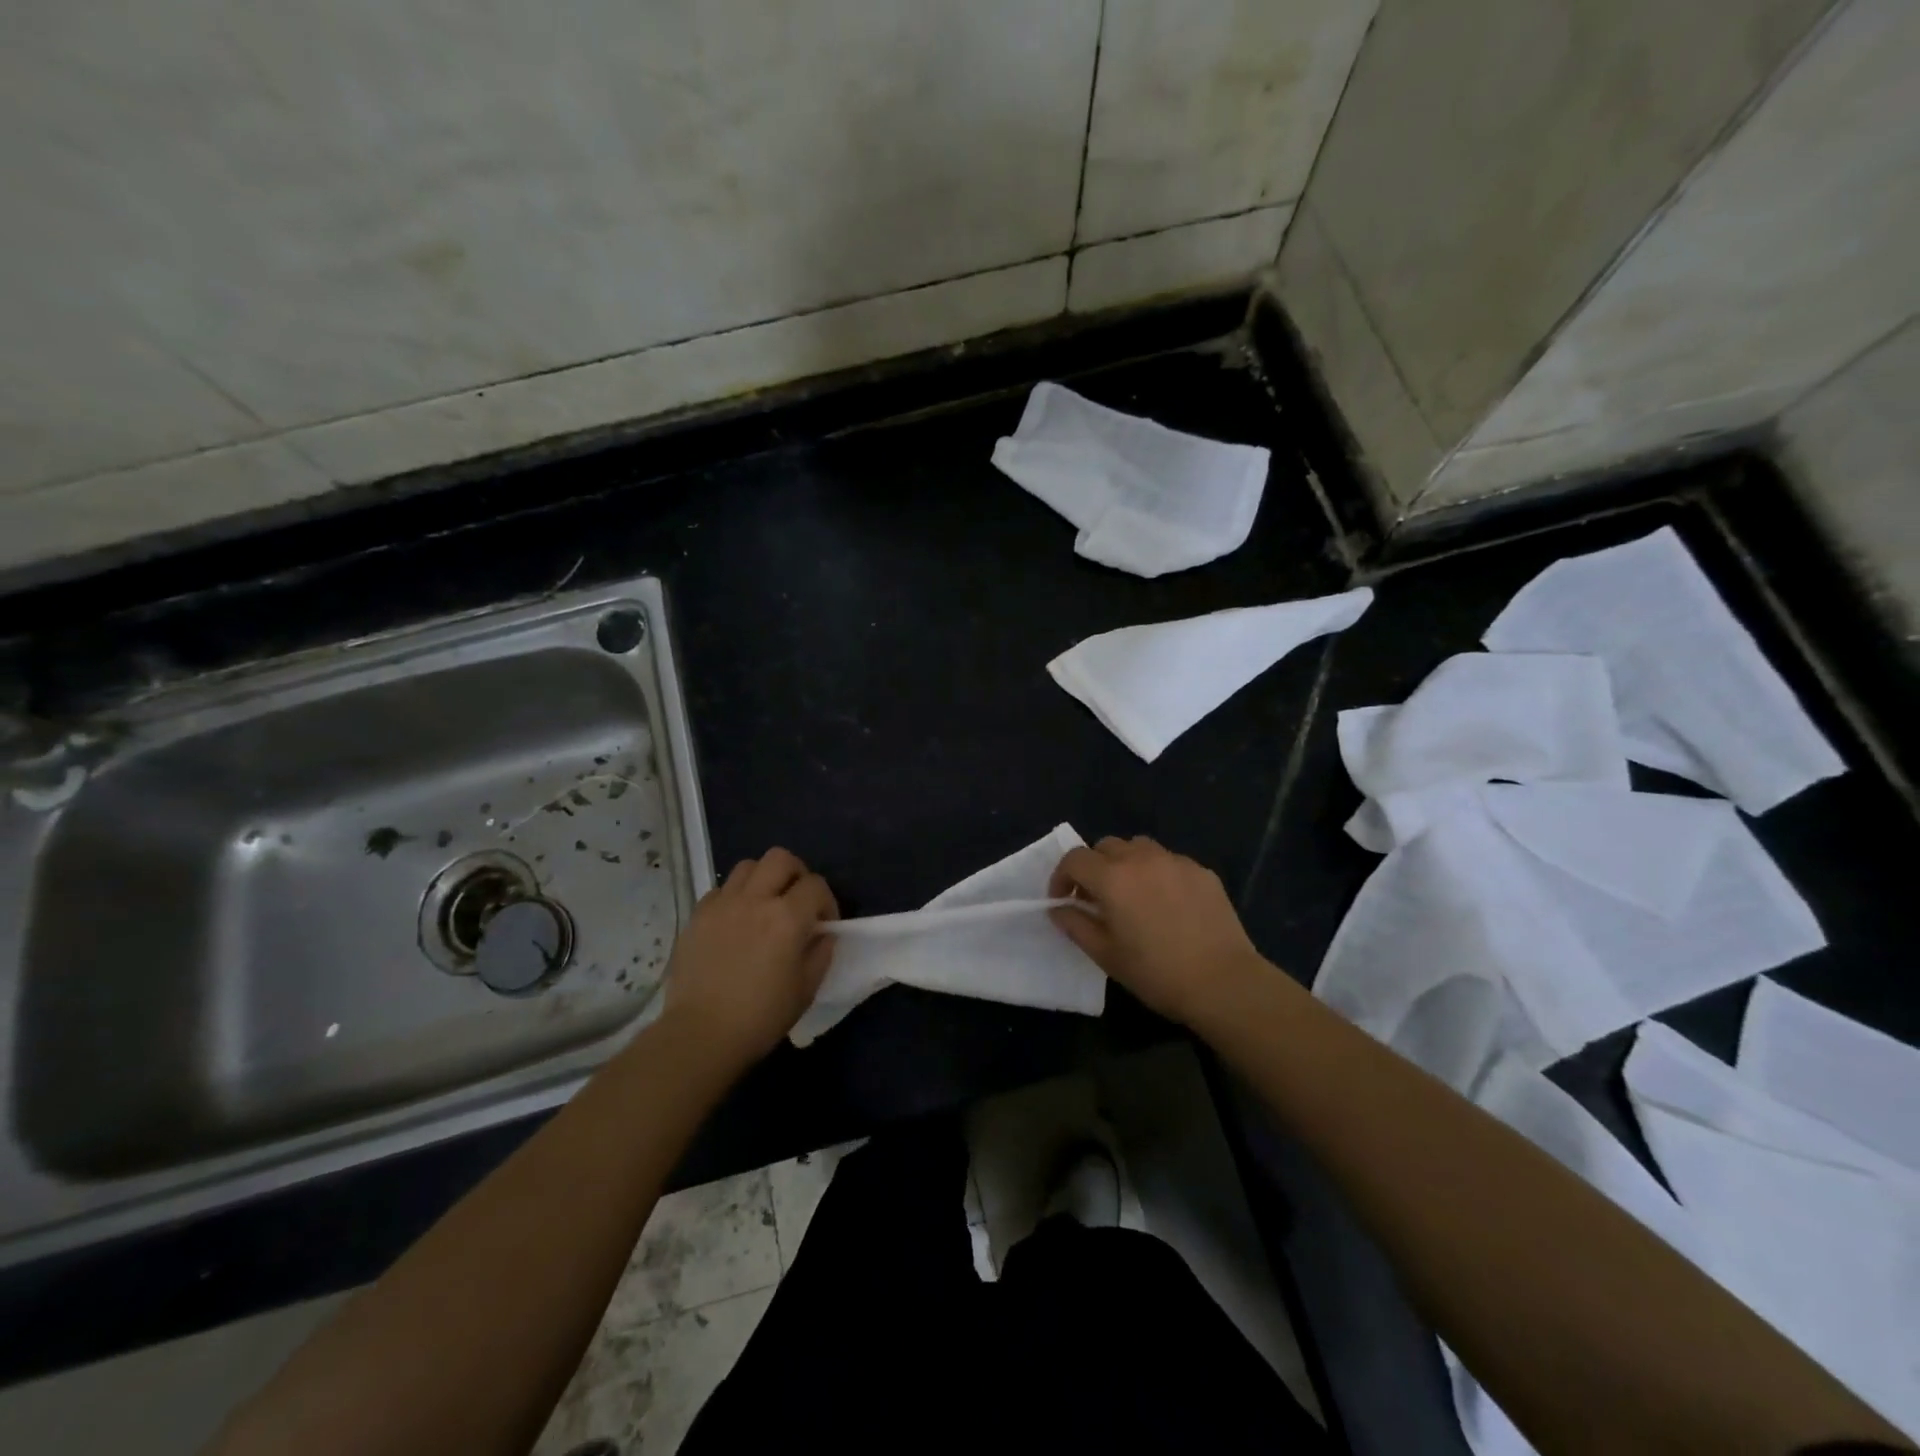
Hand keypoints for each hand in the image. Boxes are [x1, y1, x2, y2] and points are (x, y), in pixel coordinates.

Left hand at [660, 847, 838, 1064]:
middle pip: (781, 859)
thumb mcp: (806, 989)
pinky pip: (721, 890)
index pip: (816, 885)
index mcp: (787, 917)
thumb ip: (821, 954)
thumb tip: (824, 935)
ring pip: (748, 866)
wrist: (701, 1035)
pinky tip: (735, 922)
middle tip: (797, 901)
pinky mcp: (697, 915)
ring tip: (765, 906)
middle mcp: (755, 900)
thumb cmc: (761, 1017)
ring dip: (763, 879)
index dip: (827, 902)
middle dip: (796, 874)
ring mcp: (722, 904)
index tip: (824, 925)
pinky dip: (734, 897)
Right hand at [1049, 835, 1268, 1028]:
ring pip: (1139, 847)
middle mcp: (1141, 859)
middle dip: (1094, 867)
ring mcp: (1175, 861)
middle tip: (1097, 899)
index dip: (1062, 877)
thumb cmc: (1156, 973)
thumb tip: (1059, 908)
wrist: (1223, 982)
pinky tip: (1167, 904)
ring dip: (1126, 863)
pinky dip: (1157, 873)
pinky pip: (1169, 861)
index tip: (1063, 900)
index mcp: (1112, 878)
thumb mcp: (1105, 955)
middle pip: (1106, 846)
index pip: (1074, 859)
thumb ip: (1076, 925)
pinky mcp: (1202, 871)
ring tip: (1133, 894)